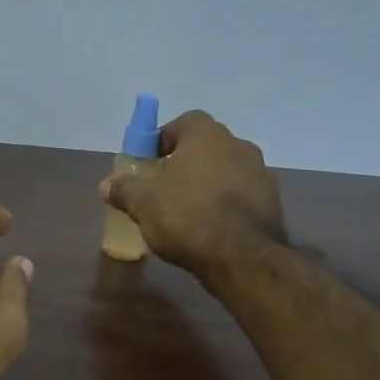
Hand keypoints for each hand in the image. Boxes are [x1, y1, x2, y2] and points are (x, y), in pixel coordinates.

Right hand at [99, 111, 285, 281]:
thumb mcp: (142, 203)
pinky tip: (212, 229)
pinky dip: (227, 206)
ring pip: (227, 171)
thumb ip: (124, 189)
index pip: (185, 122)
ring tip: (188, 212)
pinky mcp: (273, 203)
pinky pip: (242, 196)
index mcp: (207, 136)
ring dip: (209, 184)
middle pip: (207, 147)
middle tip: (165, 187)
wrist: (242, 258)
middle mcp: (239, 145)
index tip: (150, 162)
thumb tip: (105, 185)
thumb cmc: (186, 217)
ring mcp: (261, 174)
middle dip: (186, 163)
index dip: (165, 139)